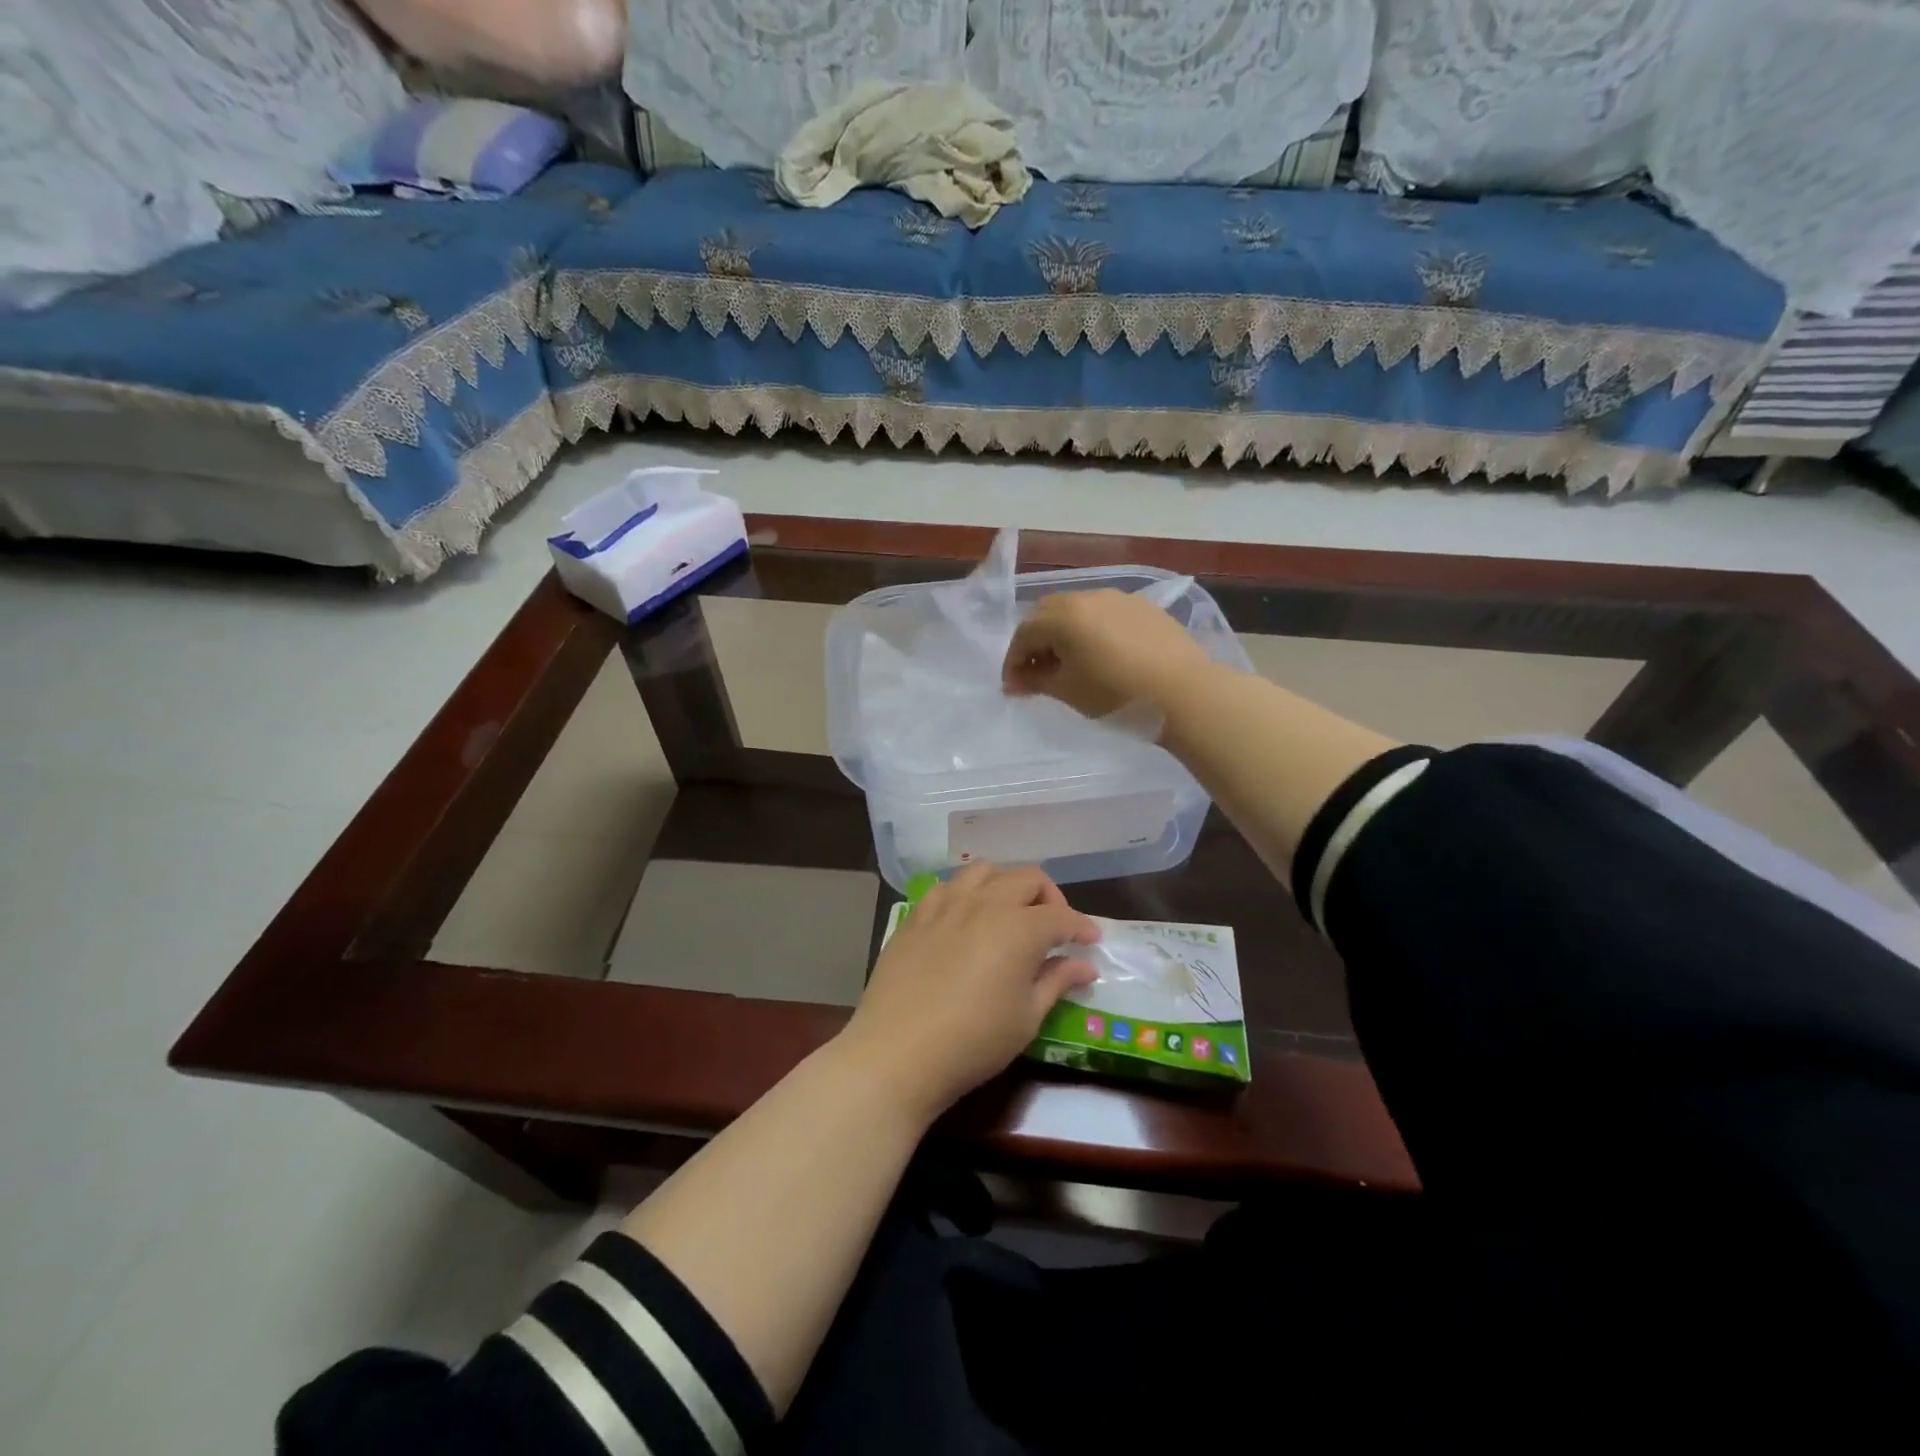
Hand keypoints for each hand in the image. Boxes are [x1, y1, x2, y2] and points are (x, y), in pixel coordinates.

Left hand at [841, 863, 1099, 1120]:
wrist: (897, 1052)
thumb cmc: (973, 1041)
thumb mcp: (1026, 1018)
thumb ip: (1056, 982)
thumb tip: (1083, 966)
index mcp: (1019, 928)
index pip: (1061, 916)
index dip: (1081, 927)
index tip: (1091, 942)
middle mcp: (985, 903)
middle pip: (1027, 878)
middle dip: (1050, 897)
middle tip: (1054, 927)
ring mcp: (946, 904)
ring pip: (985, 870)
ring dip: (1007, 884)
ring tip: (1010, 912)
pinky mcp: (917, 915)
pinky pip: (948, 886)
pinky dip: (967, 892)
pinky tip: (966, 917)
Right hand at [1002, 589, 1215, 721]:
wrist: (1185, 693)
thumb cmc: (1118, 695)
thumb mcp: (1069, 691)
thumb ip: (1036, 681)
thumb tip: (1015, 681)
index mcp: (1064, 616)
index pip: (1024, 633)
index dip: (1013, 661)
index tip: (1014, 687)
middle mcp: (1088, 596)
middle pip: (1048, 613)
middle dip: (1036, 641)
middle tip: (1037, 672)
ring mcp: (1119, 598)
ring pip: (1078, 610)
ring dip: (1064, 633)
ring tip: (1070, 664)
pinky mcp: (1144, 608)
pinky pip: (1105, 614)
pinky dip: (1092, 630)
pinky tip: (1103, 655)